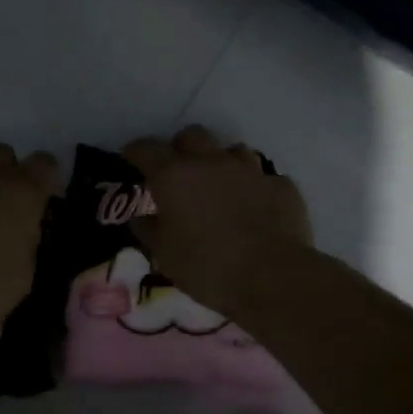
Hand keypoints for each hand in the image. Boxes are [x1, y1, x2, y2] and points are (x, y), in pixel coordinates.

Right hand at [121, 126, 312, 315]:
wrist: (272, 278)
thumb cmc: (207, 267)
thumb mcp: (164, 255)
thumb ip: (148, 230)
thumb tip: (141, 219)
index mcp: (174, 175)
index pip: (146, 148)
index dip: (135, 151)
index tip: (131, 158)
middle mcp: (211, 162)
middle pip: (192, 135)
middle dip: (181, 148)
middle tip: (178, 172)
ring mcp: (250, 170)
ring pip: (232, 150)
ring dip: (221, 163)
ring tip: (220, 187)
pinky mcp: (281, 186)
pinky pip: (263, 178)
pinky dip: (255, 188)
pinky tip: (255, 207)